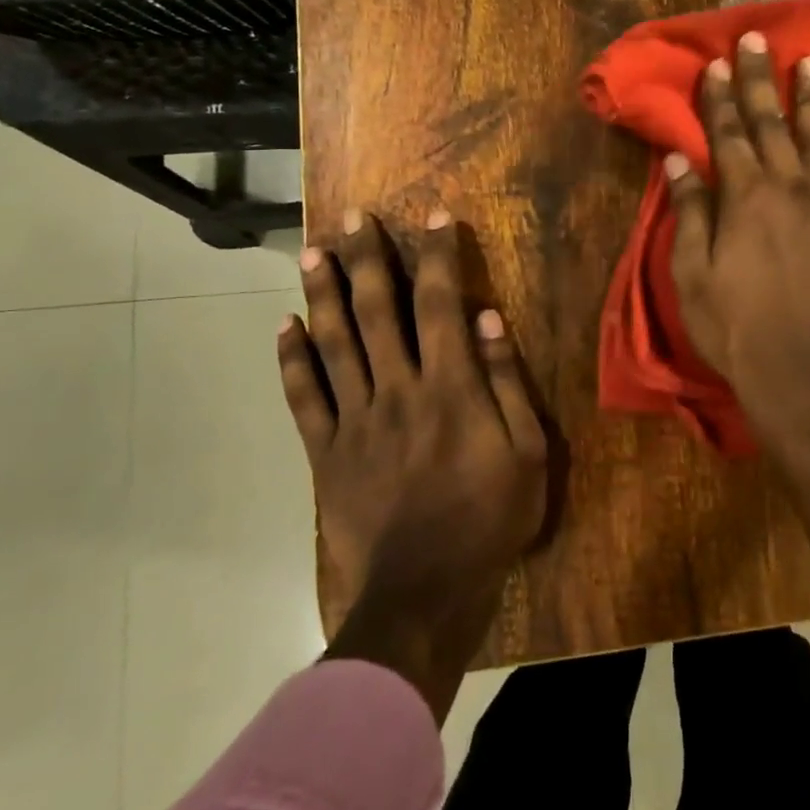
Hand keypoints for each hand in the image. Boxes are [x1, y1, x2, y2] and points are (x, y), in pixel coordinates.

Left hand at [278, 209, 544, 716]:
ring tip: (313, 252)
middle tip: (355, 218)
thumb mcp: (526, 452)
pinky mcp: (326, 452)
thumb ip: (505, 382)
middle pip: (378, 311)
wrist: (424, 592)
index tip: (433, 217)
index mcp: (450, 387)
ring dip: (323, 294)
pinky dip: (291, 360)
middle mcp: (398, 389)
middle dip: (369, 259)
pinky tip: (284, 326)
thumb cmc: (489, 518)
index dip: (437, 256)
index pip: (440, 304)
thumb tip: (489, 318)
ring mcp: (355, 420)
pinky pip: (303, 398)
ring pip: (333, 344)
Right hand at [666, 31, 809, 433]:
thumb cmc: (736, 326)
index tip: (717, 64)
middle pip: (771, 122)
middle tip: (757, 40)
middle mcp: (788, 186)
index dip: (720, 97)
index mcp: (744, 197)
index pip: (727, 134)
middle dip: (760, 79)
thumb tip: (680, 159)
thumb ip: (690, 212)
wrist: (803, 372)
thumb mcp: (693, 274)